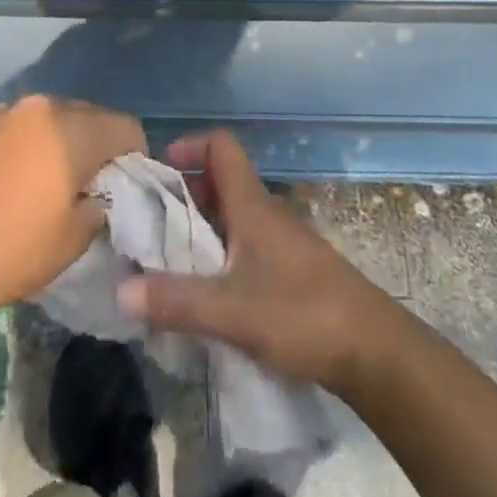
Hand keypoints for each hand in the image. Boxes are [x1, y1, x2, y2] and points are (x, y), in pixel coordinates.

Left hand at [0, 94, 144, 331]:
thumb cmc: (8, 251)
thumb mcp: (72, 240)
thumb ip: (99, 206)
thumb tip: (98, 195)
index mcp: (71, 129)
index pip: (125, 126)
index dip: (136, 156)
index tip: (129, 186)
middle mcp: (40, 107)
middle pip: (89, 116)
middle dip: (100, 146)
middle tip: (94, 186)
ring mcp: (3, 112)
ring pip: (52, 119)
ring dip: (63, 142)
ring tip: (53, 182)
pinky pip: (19, 127)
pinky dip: (30, 145)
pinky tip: (16, 180)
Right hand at [117, 131, 404, 395]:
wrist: (376, 351)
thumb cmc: (302, 315)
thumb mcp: (232, 311)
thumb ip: (177, 300)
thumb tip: (121, 290)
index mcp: (252, 206)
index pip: (222, 147)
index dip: (190, 145)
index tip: (160, 168)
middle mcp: (267, 214)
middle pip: (222, 182)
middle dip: (185, 193)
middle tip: (152, 222)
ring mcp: (283, 242)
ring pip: (234, 216)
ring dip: (202, 227)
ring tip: (171, 259)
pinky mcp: (293, 271)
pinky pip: (247, 244)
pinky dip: (222, 253)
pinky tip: (210, 291)